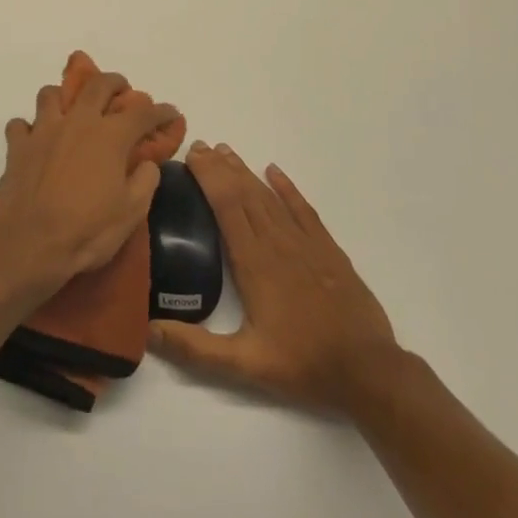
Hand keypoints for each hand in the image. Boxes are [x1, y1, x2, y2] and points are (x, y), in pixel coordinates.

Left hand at [0, 72, 180, 291]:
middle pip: (97, 85)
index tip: (171, 114)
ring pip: (51, 95)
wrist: (28, 243)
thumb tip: (147, 163)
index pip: (142, 113)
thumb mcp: (131, 213)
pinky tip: (34, 141)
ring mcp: (43, 130)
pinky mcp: (16, 146)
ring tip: (71, 111)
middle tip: (122, 90)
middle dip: (114, 82)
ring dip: (64, 97)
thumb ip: (145, 181)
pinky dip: (28, 129)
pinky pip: (20, 125)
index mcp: (110, 136)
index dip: (161, 112)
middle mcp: (77, 122)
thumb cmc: (86, 230)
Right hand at [150, 142, 399, 415]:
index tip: (191, 156)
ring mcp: (306, 243)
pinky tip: (274, 172)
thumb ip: (195, 348)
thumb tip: (149, 331)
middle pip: (245, 193)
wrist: (368, 371)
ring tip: (226, 152)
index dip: (208, 177)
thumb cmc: (302, 364)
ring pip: (270, 197)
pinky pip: (303, 209)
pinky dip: (287, 188)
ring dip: (246, 172)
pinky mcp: (328, 250)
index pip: (227, 205)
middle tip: (200, 146)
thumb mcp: (244, 364)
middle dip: (221, 167)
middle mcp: (278, 243)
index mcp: (254, 262)